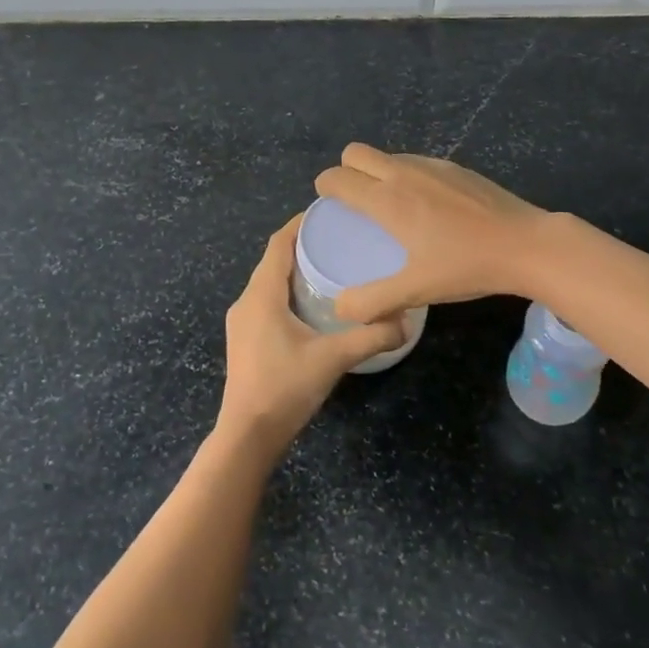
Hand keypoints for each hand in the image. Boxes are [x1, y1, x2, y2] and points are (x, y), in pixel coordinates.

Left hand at [217, 216, 405, 461]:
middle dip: (303, 245)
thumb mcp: (332, 359)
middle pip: (274, 260)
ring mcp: (242, 322)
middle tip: (340, 238)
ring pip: (269, 282)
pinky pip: (267, 301)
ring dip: (295, 270)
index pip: (278, 244)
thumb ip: (370, 337)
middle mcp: (246, 301)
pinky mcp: (245, 340)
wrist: (247, 435)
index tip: (329, 212)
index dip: (300, 224)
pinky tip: (313, 304)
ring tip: (331, 266)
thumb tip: (406, 322)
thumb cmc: (285, 388)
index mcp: (261, 295)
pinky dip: (288, 291)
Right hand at [313, 143, 548, 321]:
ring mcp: (432, 165)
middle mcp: (403, 173)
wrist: (525, 245)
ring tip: (391, 208)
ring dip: (377, 172)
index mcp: (387, 199)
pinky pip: (415, 162)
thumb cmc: (466, 266)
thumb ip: (372, 301)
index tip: (329, 207)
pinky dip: (407, 176)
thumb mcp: (415, 290)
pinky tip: (427, 207)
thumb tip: (340, 307)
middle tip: (355, 204)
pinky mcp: (456, 167)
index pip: (337, 176)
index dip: (325, 188)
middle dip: (346, 171)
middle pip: (356, 152)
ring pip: (387, 155)